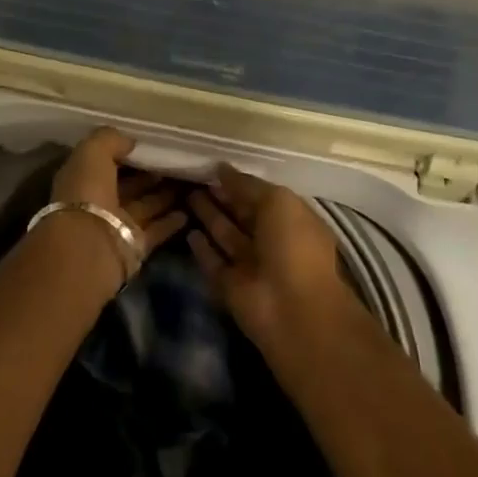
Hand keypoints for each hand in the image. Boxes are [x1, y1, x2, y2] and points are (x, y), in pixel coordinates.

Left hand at [46, 128, 187, 286]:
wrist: (89, 245)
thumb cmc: (87, 192)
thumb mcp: (92, 153)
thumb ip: (110, 140)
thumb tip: (130, 141)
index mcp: (83, 178)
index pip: (107, 162)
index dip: (127, 153)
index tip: (153, 144)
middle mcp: (99, 202)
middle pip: (129, 185)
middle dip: (150, 175)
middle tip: (178, 162)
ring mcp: (118, 224)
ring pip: (146, 206)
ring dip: (166, 195)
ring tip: (192, 182)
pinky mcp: (135, 245)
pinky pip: (157, 229)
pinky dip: (172, 221)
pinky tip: (189, 210)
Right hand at [188, 164, 346, 334]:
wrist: (291, 308)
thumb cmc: (292, 246)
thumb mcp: (277, 202)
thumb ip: (247, 185)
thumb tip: (221, 168)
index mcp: (291, 220)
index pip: (261, 197)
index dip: (239, 183)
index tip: (212, 167)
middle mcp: (271, 242)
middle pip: (241, 215)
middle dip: (221, 197)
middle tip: (192, 177)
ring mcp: (250, 266)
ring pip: (225, 236)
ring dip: (208, 217)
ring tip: (185, 195)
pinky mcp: (230, 286)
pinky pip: (213, 262)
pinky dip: (201, 249)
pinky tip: (187, 231)